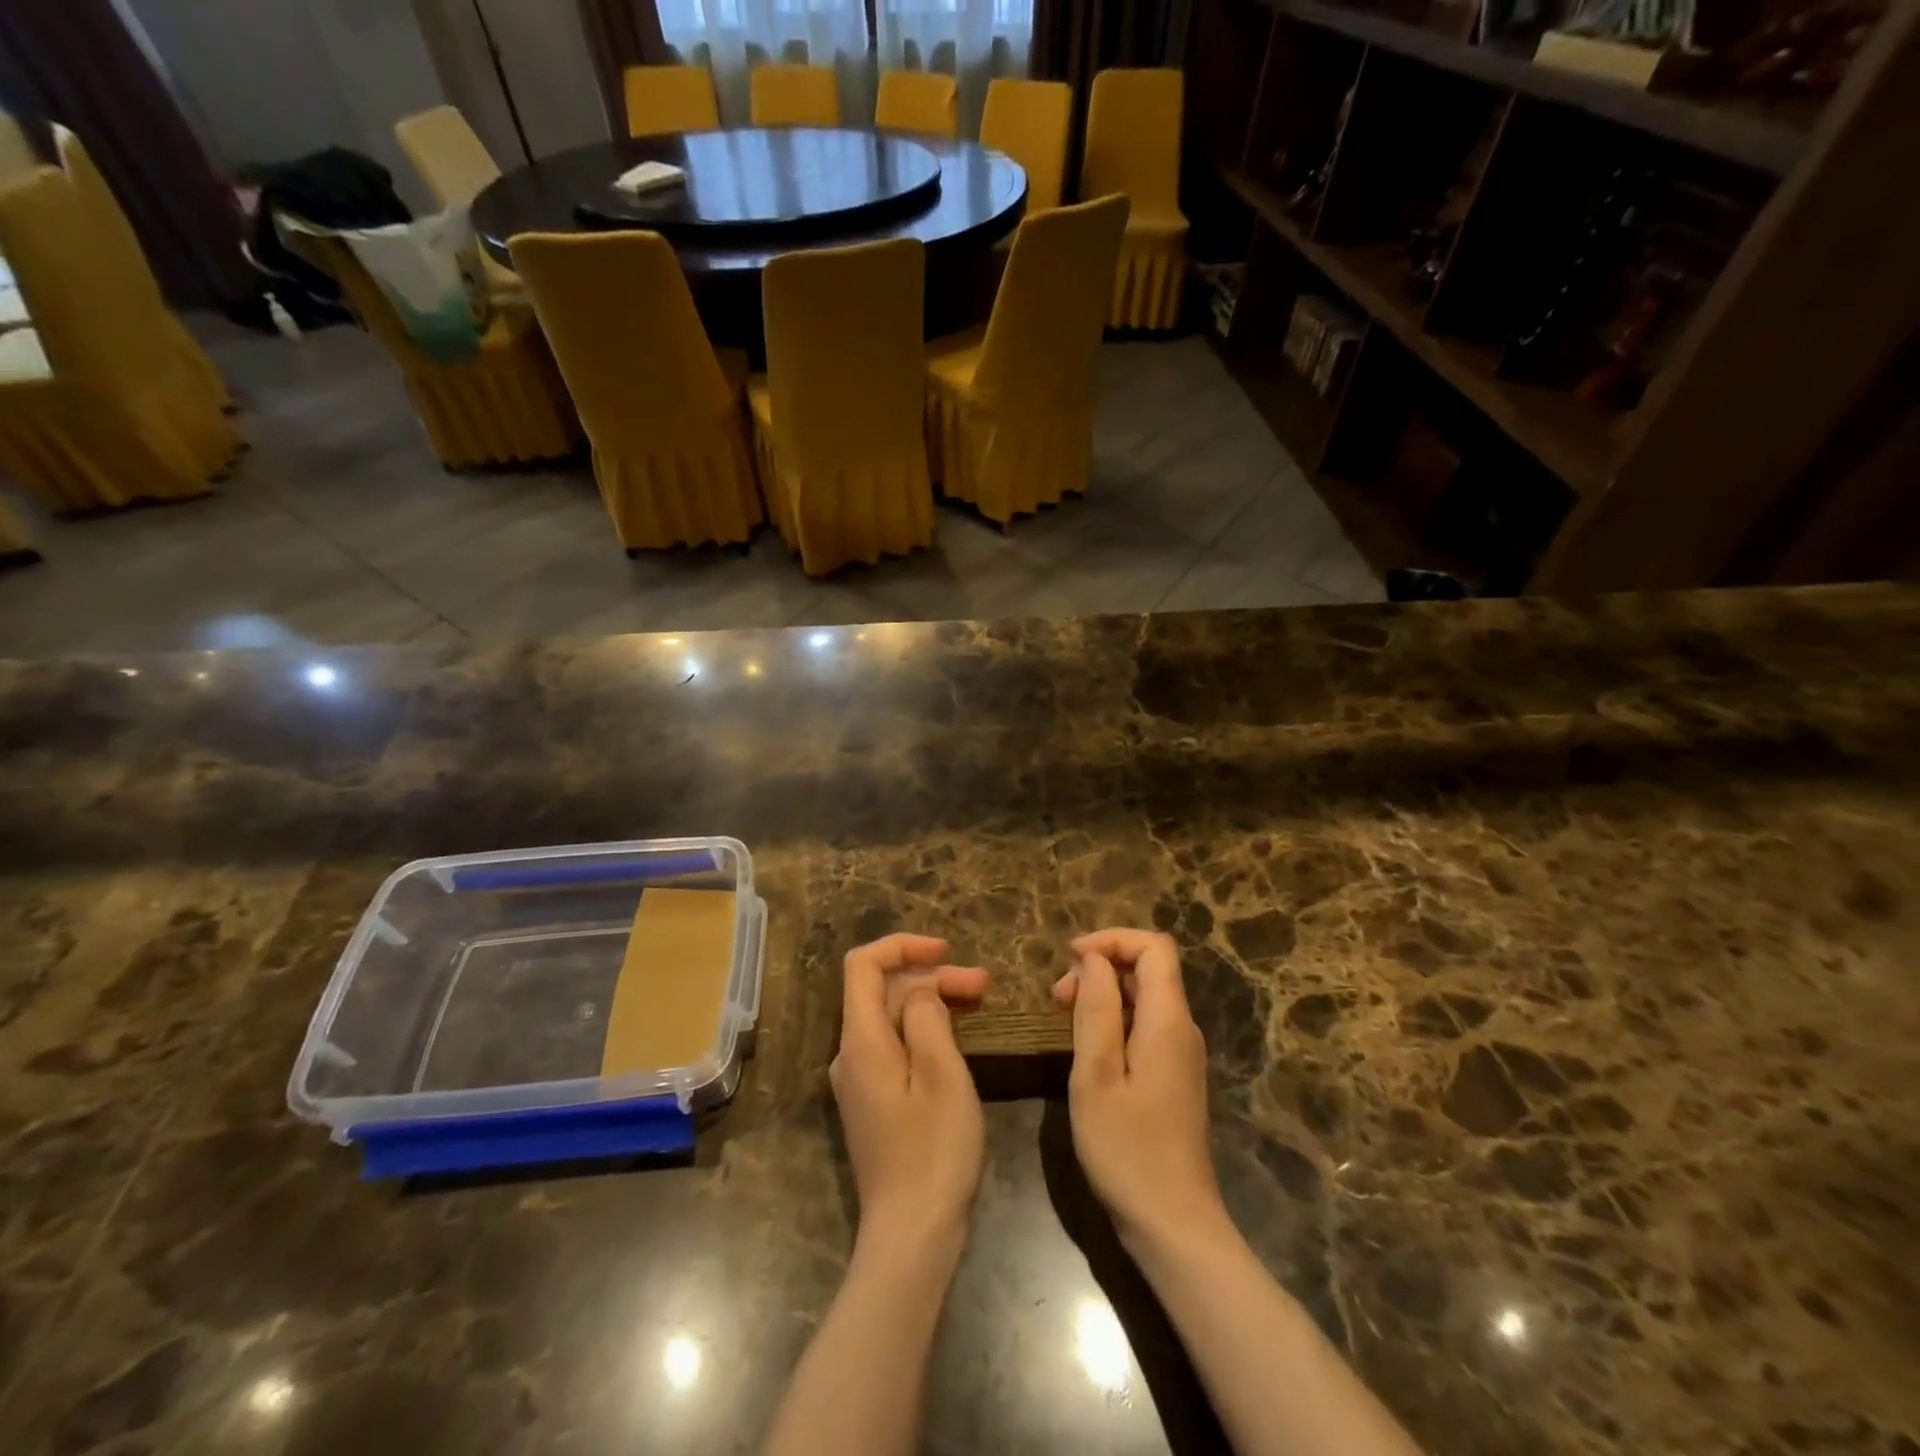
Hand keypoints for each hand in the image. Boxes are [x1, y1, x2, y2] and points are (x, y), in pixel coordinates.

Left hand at [831, 934, 988, 1250]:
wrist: (911, 1237)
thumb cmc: (934, 1152)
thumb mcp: (942, 1075)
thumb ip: (927, 1017)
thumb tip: (921, 991)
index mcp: (861, 1041)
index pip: (863, 965)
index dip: (902, 945)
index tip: (947, 950)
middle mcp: (850, 1054)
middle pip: (882, 990)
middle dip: (930, 976)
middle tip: (983, 985)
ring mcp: (859, 1080)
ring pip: (890, 1017)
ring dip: (931, 1001)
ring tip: (978, 1002)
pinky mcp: (872, 1101)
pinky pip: (893, 1044)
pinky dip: (923, 1028)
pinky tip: (955, 1038)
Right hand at [1053, 928, 1227, 1252]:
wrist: (1174, 1225)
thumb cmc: (1127, 1149)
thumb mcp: (1096, 1074)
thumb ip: (1097, 1008)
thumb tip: (1094, 958)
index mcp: (1168, 1020)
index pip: (1154, 947)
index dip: (1112, 939)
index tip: (1070, 958)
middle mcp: (1182, 1028)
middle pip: (1149, 968)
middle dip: (1101, 966)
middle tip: (1056, 998)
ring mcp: (1181, 1054)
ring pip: (1144, 997)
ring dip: (1103, 994)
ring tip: (1063, 1020)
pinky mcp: (1174, 1076)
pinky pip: (1145, 1025)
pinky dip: (1113, 1019)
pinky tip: (1085, 1048)